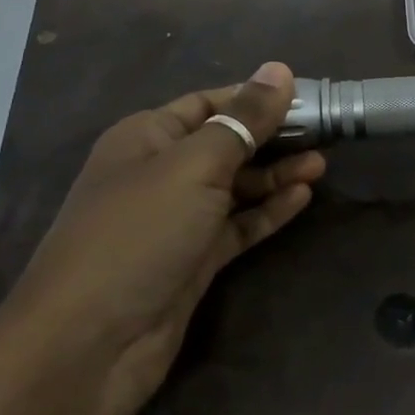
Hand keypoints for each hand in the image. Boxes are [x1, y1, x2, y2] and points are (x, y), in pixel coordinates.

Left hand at [9, 62, 323, 414]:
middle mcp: (161, 173)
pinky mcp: (193, 260)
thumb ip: (243, 119)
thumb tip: (278, 69)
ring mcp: (177, 220)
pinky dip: (268, 211)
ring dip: (276, 174)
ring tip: (322, 164)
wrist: (89, 345)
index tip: (308, 96)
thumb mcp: (194, 166)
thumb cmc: (138, 234)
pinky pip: (238, 225)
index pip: (210, 102)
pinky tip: (302, 197)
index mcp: (147, 137)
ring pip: (236, 186)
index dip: (256, 96)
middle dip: (273, 136)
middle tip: (325, 132)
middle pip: (226, 143)